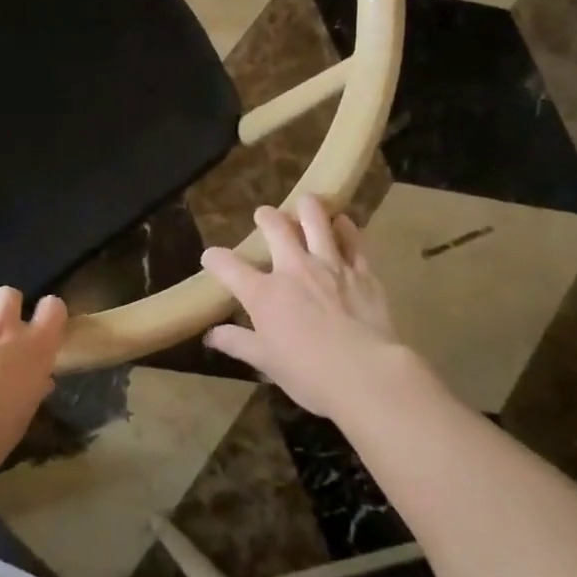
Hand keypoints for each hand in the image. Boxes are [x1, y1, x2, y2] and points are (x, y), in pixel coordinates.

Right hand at [201, 197, 419, 421]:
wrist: (366, 373)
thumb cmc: (308, 373)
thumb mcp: (265, 362)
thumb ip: (237, 343)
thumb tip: (211, 336)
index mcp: (264, 294)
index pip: (228, 266)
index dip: (215, 258)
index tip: (211, 258)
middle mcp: (294, 269)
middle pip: (275, 228)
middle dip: (266, 217)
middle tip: (264, 215)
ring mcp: (330, 266)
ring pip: (316, 221)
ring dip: (308, 208)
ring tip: (305, 202)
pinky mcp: (361, 271)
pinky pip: (353, 239)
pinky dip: (346, 228)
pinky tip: (343, 223)